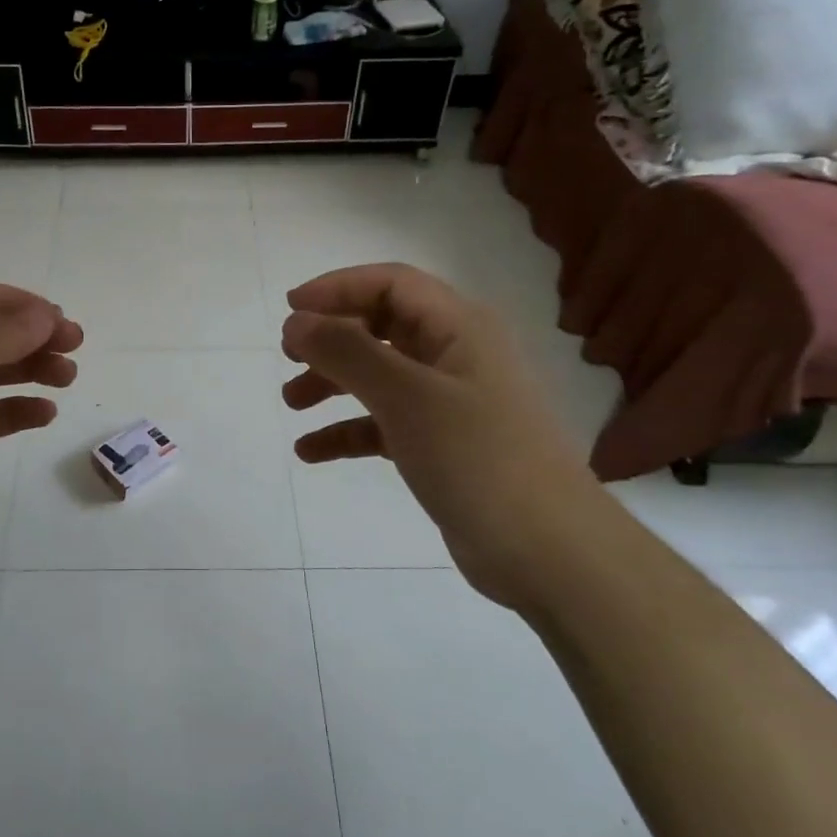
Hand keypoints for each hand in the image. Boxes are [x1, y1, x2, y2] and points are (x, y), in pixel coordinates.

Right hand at [280, 263, 599, 609]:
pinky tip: (311, 451)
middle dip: (332, 336)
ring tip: (291, 403)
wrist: (549, 553)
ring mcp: (451, 403)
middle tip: (288, 355)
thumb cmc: (478, 458)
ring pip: (380, 375)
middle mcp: (456, 355)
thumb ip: (347, 352)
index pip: (391, 284)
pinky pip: (385, 423)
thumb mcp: (406, 397)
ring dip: (333, 383)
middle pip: (382, 327)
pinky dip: (348, 430)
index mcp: (460, 327)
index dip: (338, 288)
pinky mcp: (443, 445)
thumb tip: (297, 321)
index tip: (290, 310)